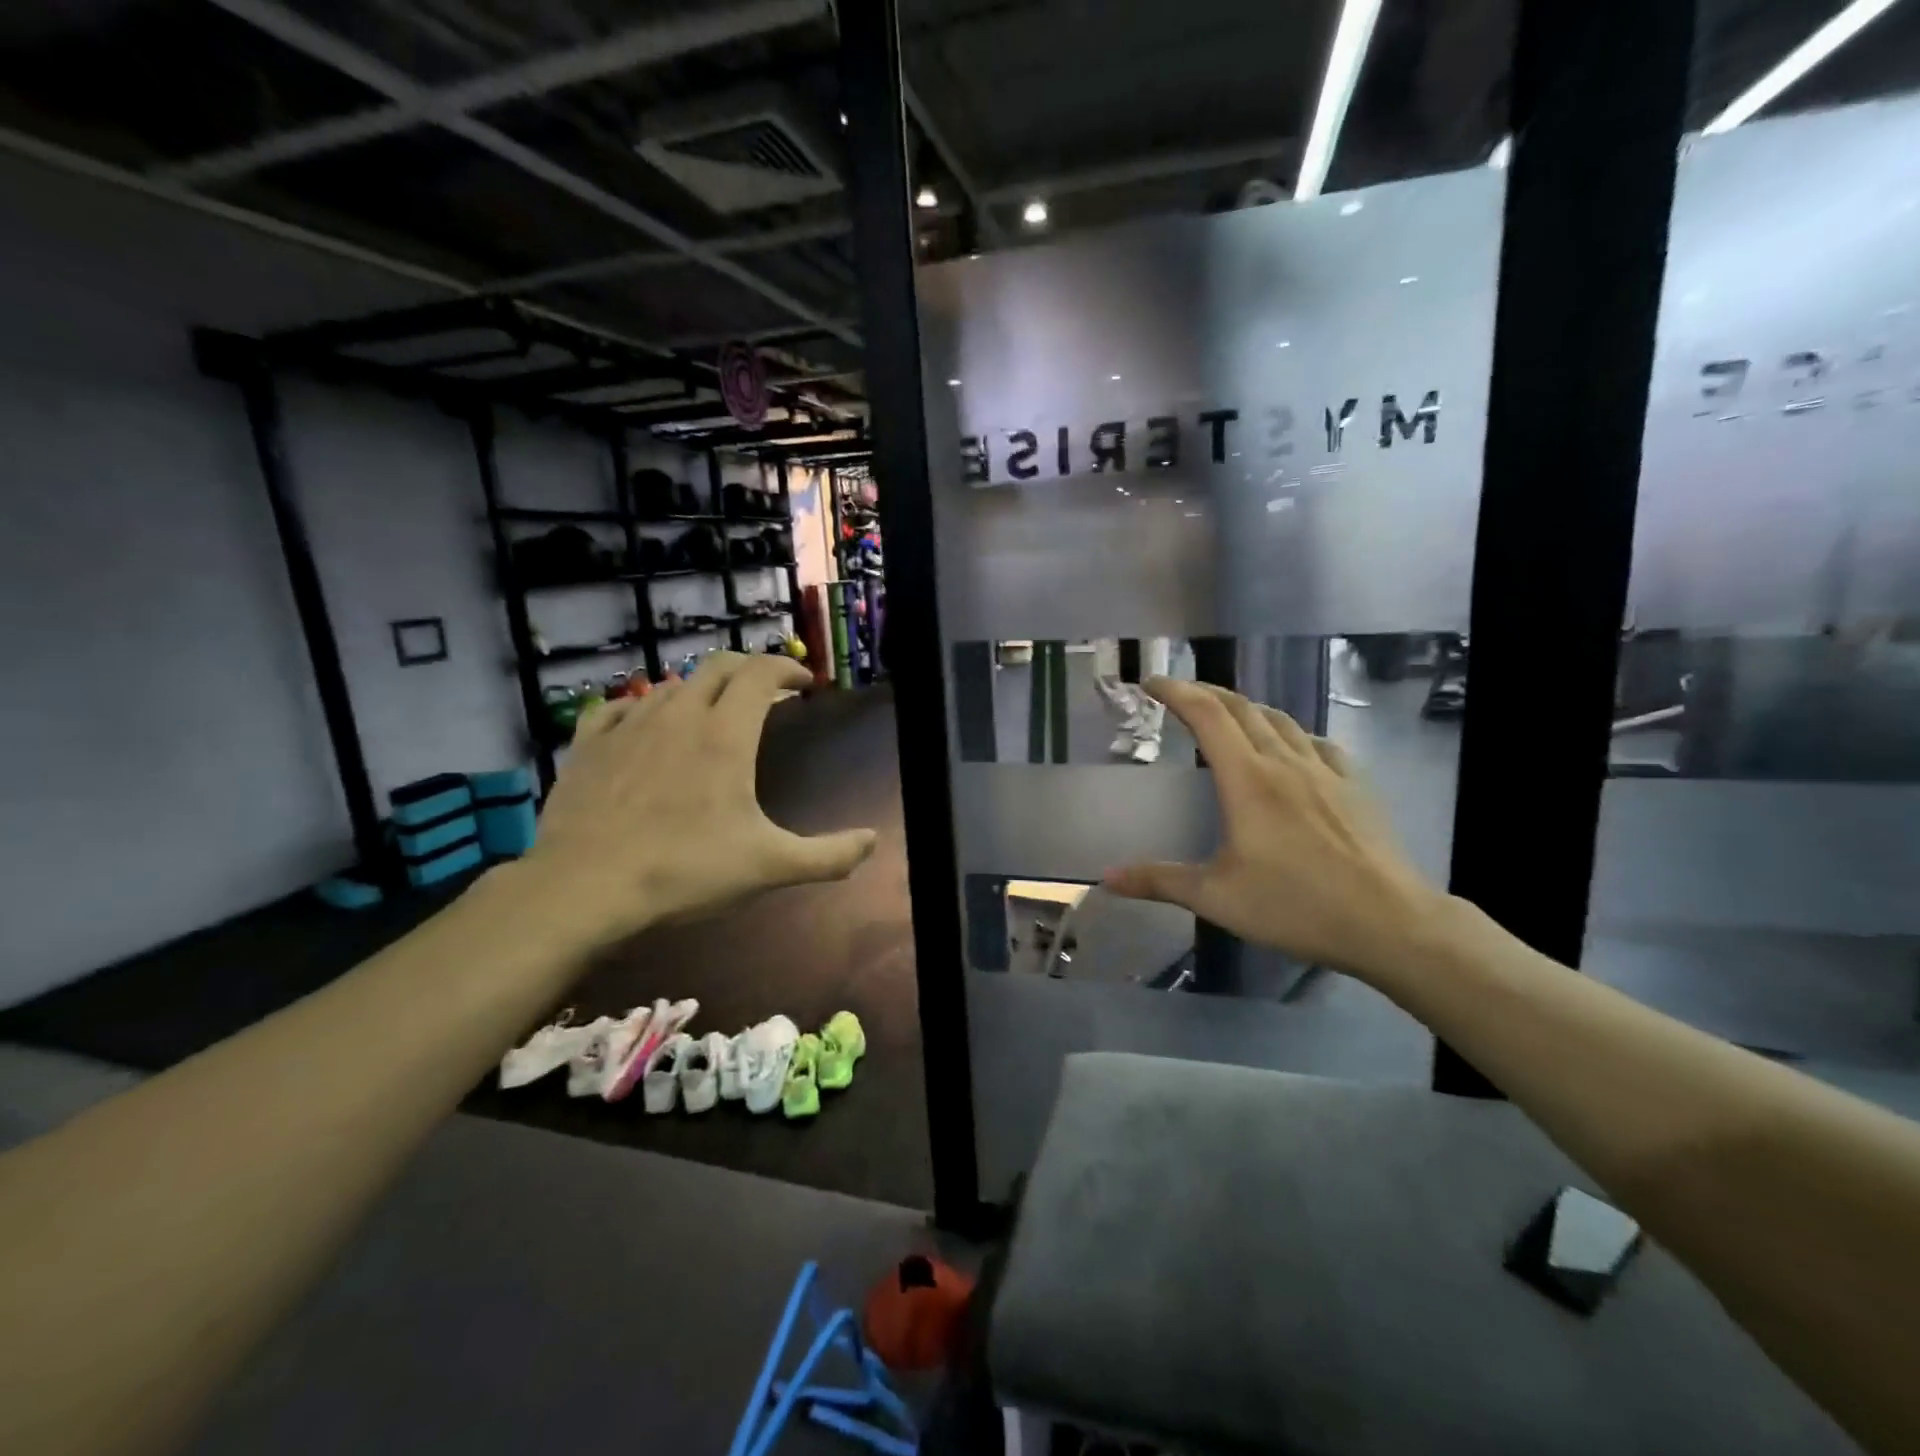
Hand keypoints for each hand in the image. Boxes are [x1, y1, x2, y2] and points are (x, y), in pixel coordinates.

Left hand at [508, 653, 876, 950]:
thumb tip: (873, 841)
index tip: (804, 684)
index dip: (787, 669)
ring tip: (712, 712)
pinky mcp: (588, 745)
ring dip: (700, 689)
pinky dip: (641, 706)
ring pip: (670, 685)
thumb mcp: (770, 867)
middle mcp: (679, 715)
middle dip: (748, 669)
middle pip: (718, 667)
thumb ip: (829, 856)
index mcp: (726, 734)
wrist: (584, 889)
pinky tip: (643, 722)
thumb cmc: (685, 871)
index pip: (761, 673)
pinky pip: (617, 707)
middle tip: (766, 690)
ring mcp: (629, 726)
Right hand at [1104, 677, 1446, 988]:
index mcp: (1248, 780)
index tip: (1152, 682)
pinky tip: (1291, 749)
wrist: (1390, 923)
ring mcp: (1326, 771)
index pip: (1207, 716)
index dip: (1177, 692)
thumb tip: (1107, 878)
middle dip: (1206, 692)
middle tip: (1180, 694)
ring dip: (1247, 708)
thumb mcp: (1217, 898)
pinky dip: (1290, 734)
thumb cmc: (1296, 906)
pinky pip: (1316, 743)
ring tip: (1227, 715)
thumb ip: (1160, 881)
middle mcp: (1285, 763)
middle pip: (1242, 708)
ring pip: (1280, 720)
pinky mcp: (1355, 786)